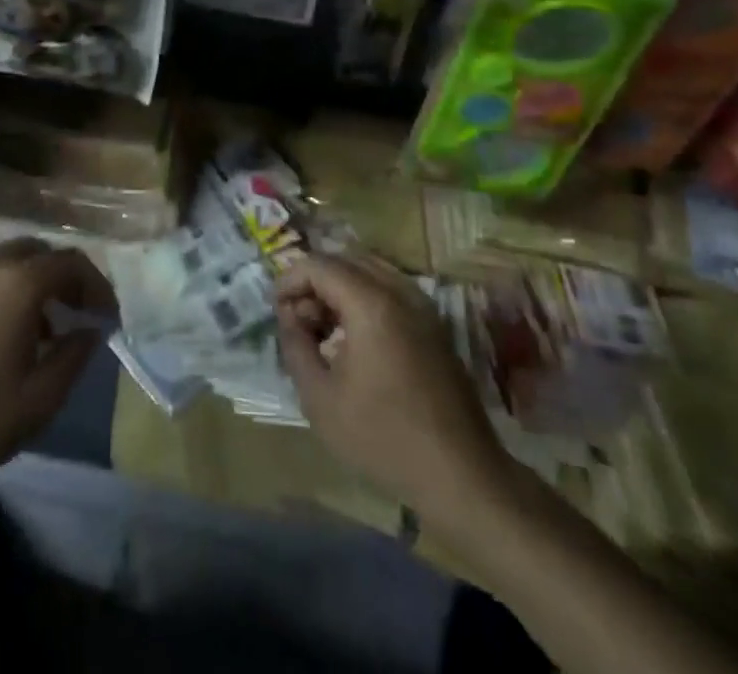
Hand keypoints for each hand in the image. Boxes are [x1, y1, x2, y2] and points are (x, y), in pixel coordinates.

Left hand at [0, 239, 116, 495]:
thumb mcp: (38, 400)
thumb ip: (74, 357)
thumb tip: (91, 331)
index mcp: (20, 283)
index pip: (72, 263)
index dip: (98, 286)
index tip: (109, 317)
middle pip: (42, 252)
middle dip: (68, 277)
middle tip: (81, 313)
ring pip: (14, 261)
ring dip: (39, 283)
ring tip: (49, 329)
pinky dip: (12, 290)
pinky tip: (11, 334)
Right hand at [276, 253, 515, 517]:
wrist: (461, 477)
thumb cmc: (384, 438)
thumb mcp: (320, 398)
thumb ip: (295, 346)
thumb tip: (289, 316)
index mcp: (371, 303)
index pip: (318, 265)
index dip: (289, 280)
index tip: (275, 310)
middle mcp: (399, 291)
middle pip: (344, 259)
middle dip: (314, 281)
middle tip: (297, 318)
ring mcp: (422, 305)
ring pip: (369, 270)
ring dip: (339, 287)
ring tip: (322, 327)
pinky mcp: (434, 324)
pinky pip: (390, 289)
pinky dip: (363, 297)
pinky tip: (353, 337)